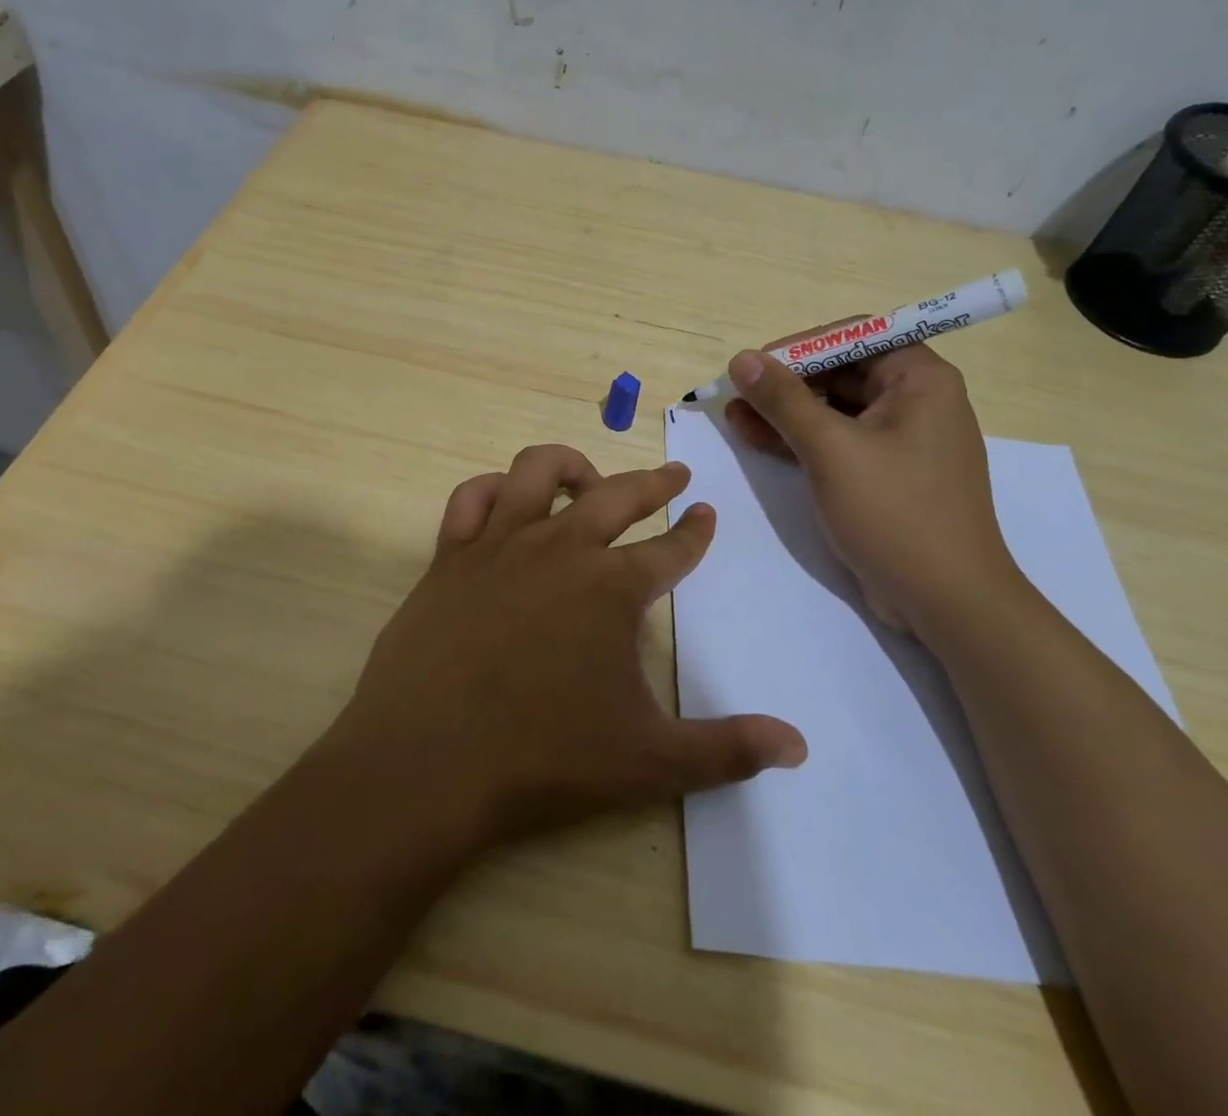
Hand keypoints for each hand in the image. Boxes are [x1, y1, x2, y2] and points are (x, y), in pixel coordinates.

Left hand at [321, 444, 806, 848]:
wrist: (428, 761)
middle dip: (653, 481)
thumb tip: (800, 746)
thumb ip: (726, 750)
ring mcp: (500, 545)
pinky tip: (505, 501)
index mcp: (612, 588)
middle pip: (618, 495)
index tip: (705, 514)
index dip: (694, 533)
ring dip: (572, 465)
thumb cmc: (543, 759)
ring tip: (589, 478)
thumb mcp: (649, 762)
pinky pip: (471, 498)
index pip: (671, 549)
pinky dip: (493, 488)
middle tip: (673, 474)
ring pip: (538, 471)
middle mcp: (561, 548)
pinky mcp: (450, 555)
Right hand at [722, 342, 1023, 639]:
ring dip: (786, 413)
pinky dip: (802, 440)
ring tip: (735, 418)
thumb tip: (743, 359)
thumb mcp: (830, 449)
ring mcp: (902, 440)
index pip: (854, 336)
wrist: (947, 602)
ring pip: (835, 409)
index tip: (756, 366)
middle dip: (786, 383)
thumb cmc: (894, 512)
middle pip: (841, 372)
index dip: (801, 346)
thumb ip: (784, 400)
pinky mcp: (887, 474)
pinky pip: (839, 442)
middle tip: (738, 396)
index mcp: (920, 379)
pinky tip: (759, 441)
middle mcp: (916, 401)